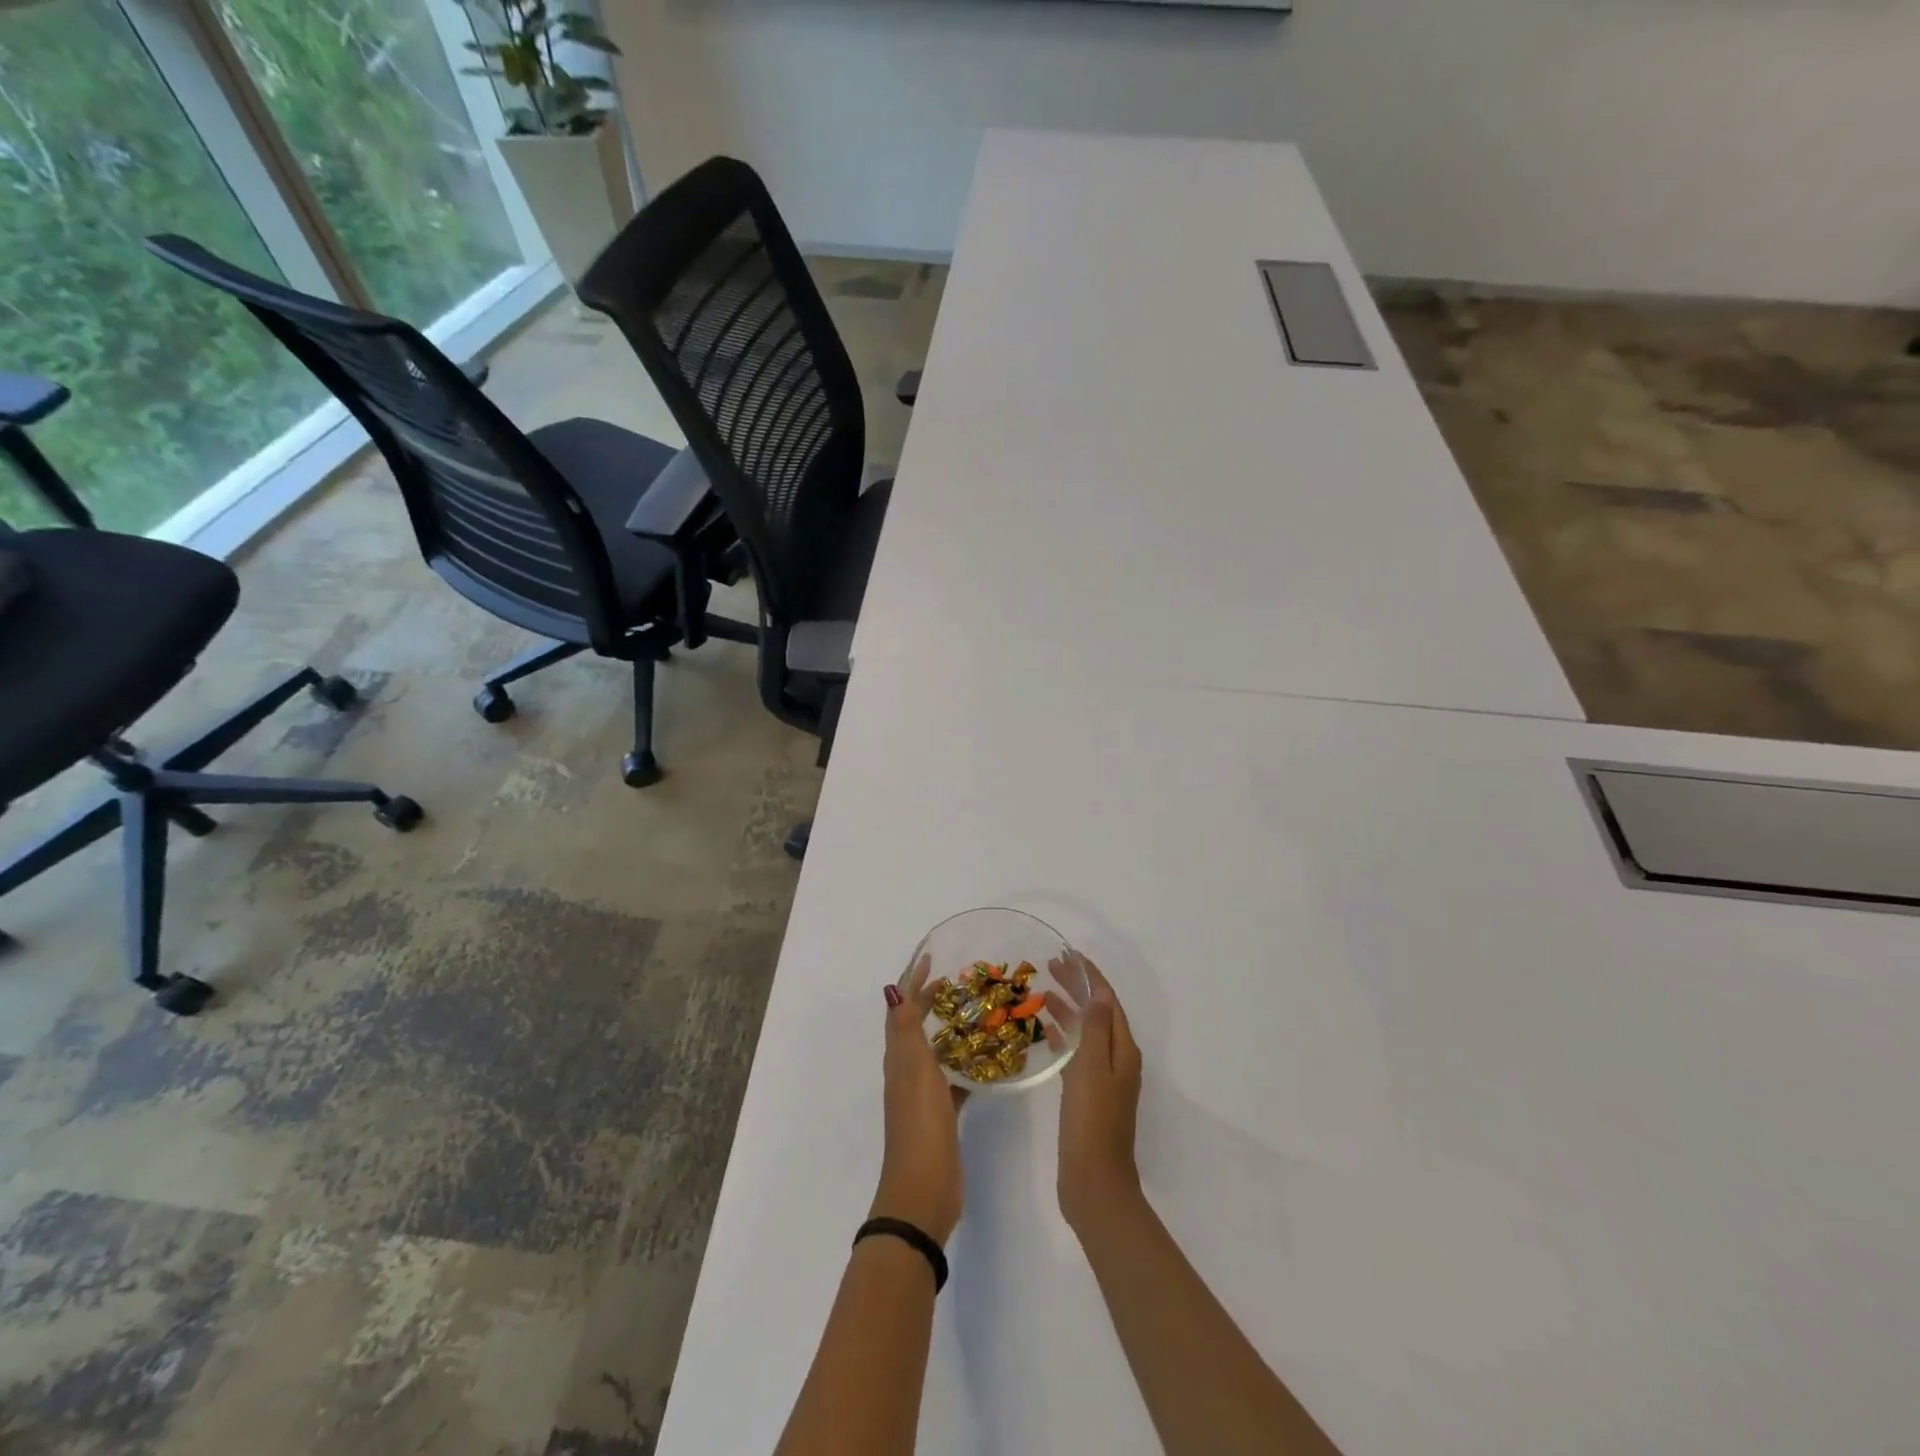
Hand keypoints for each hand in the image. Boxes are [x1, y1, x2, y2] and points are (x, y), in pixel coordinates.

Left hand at [873, 959, 966, 1243]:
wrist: (924, 1189)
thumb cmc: (920, 1124)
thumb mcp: (915, 1070)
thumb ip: (906, 1031)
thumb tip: (894, 988)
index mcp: (899, 1058)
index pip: (901, 1008)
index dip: (913, 981)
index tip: (932, 957)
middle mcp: (907, 1071)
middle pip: (916, 1026)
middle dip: (932, 1001)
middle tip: (959, 982)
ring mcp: (923, 1095)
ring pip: (935, 1051)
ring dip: (950, 1030)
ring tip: (977, 1013)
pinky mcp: (941, 1115)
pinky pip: (952, 1079)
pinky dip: (965, 1065)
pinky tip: (986, 1062)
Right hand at [1052, 955, 1142, 1230]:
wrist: (1093, 1181)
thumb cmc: (1092, 1121)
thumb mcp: (1092, 1068)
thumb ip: (1095, 1029)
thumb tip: (1098, 994)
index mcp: (1123, 1050)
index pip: (1108, 1000)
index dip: (1090, 976)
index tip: (1069, 955)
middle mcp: (1117, 1059)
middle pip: (1098, 1012)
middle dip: (1078, 988)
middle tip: (1050, 967)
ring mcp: (1103, 1078)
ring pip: (1086, 1031)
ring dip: (1068, 1009)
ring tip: (1043, 992)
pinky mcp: (1087, 1095)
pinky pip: (1076, 1053)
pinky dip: (1063, 1036)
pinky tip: (1045, 1031)